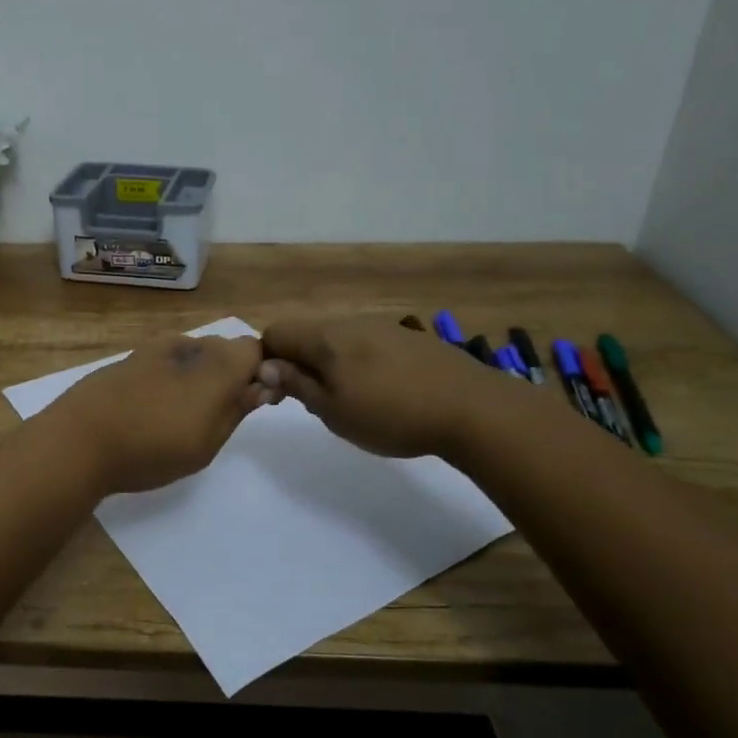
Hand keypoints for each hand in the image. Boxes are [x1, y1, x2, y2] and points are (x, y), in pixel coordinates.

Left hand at [49, 333, 270, 494]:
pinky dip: (168, 380)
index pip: (255, 349)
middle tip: (215, 418)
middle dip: (229, 376)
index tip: (250, 404)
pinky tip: (149, 411)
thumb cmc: (152, 447)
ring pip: (192, 355)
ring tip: (178, 418)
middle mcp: (188, 344)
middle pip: (224, 349)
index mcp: (216, 362)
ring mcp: (153, 348)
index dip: (260, 374)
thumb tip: (262, 386)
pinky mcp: (127, 358)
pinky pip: (163, 362)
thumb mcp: (208, 441)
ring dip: (196, 378)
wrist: (77, 441)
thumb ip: (238, 409)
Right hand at [258, 317, 488, 458]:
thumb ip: (297, 384)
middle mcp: (351, 322)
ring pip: (339, 339)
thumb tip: (266, 366)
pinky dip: (361, 363)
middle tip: (315, 402)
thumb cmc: (390, 415)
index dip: (268, 361)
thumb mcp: (333, 411)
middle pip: (308, 334)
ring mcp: (384, 326)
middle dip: (300, 363)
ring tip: (352, 400)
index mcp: (325, 337)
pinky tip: (384, 392)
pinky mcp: (410, 338)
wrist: (471, 408)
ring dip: (331, 364)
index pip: (276, 332)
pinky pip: (368, 344)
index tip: (281, 393)